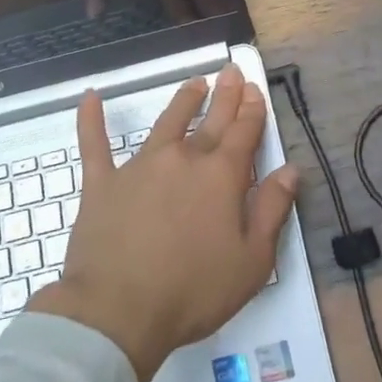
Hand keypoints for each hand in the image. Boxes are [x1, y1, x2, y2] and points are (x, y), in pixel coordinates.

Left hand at [28, 63, 296, 381]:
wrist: (117, 310)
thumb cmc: (192, 291)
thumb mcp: (251, 260)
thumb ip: (272, 210)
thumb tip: (290, 170)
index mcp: (220, 177)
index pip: (243, 134)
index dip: (252, 111)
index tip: (255, 90)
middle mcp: (183, 159)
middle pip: (211, 121)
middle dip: (226, 96)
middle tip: (232, 72)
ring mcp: (140, 167)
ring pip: (166, 123)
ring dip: (183, 101)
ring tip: (195, 83)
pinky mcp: (102, 182)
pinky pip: (95, 144)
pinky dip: (92, 120)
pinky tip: (91, 97)